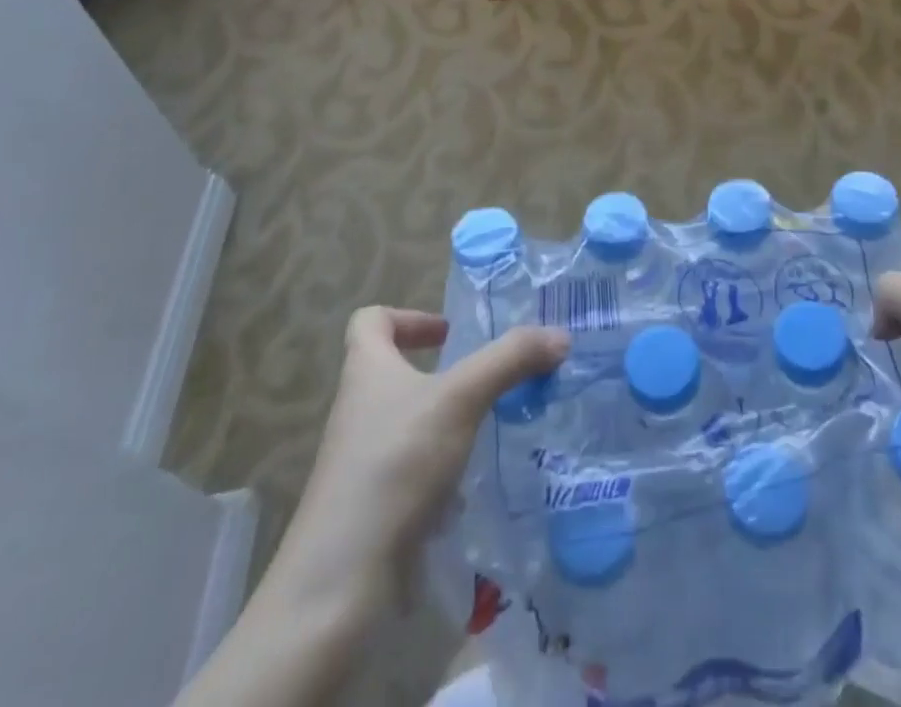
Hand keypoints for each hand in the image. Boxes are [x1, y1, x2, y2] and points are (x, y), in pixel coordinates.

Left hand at [259, 307, 570, 622]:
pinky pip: (416, 472)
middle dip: (447, 372)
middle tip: (494, 378)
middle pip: (397, 372)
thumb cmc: (394, 466)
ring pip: (413, 424)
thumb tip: (560, 335)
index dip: (409, 316)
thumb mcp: (460, 398)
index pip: (371, 320)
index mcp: (366, 371)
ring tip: (497, 427)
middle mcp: (359, 411)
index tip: (451, 333)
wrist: (340, 584)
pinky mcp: (377, 508)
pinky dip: (447, 470)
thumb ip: (511, 360)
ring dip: (452, 421)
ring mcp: (365, 463)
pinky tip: (478, 483)